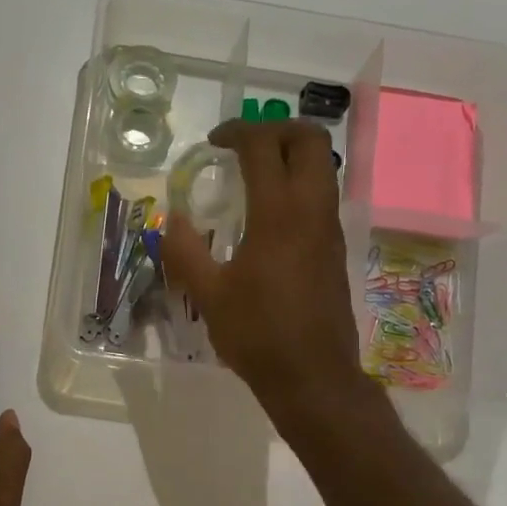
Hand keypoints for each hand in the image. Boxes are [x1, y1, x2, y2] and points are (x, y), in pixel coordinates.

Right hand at [161, 119, 376, 425]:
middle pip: (309, 140)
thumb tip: (171, 220)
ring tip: (254, 174)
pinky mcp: (335, 249)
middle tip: (243, 144)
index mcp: (278, 214)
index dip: (237, 131)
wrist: (313, 376)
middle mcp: (312, 210)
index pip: (263, 146)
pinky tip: (269, 215)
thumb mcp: (208, 295)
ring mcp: (329, 229)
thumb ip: (185, 251)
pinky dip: (299, 184)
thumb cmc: (258, 334)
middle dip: (276, 128)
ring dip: (291, 155)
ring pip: (322, 166)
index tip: (214, 142)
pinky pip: (322, 196)